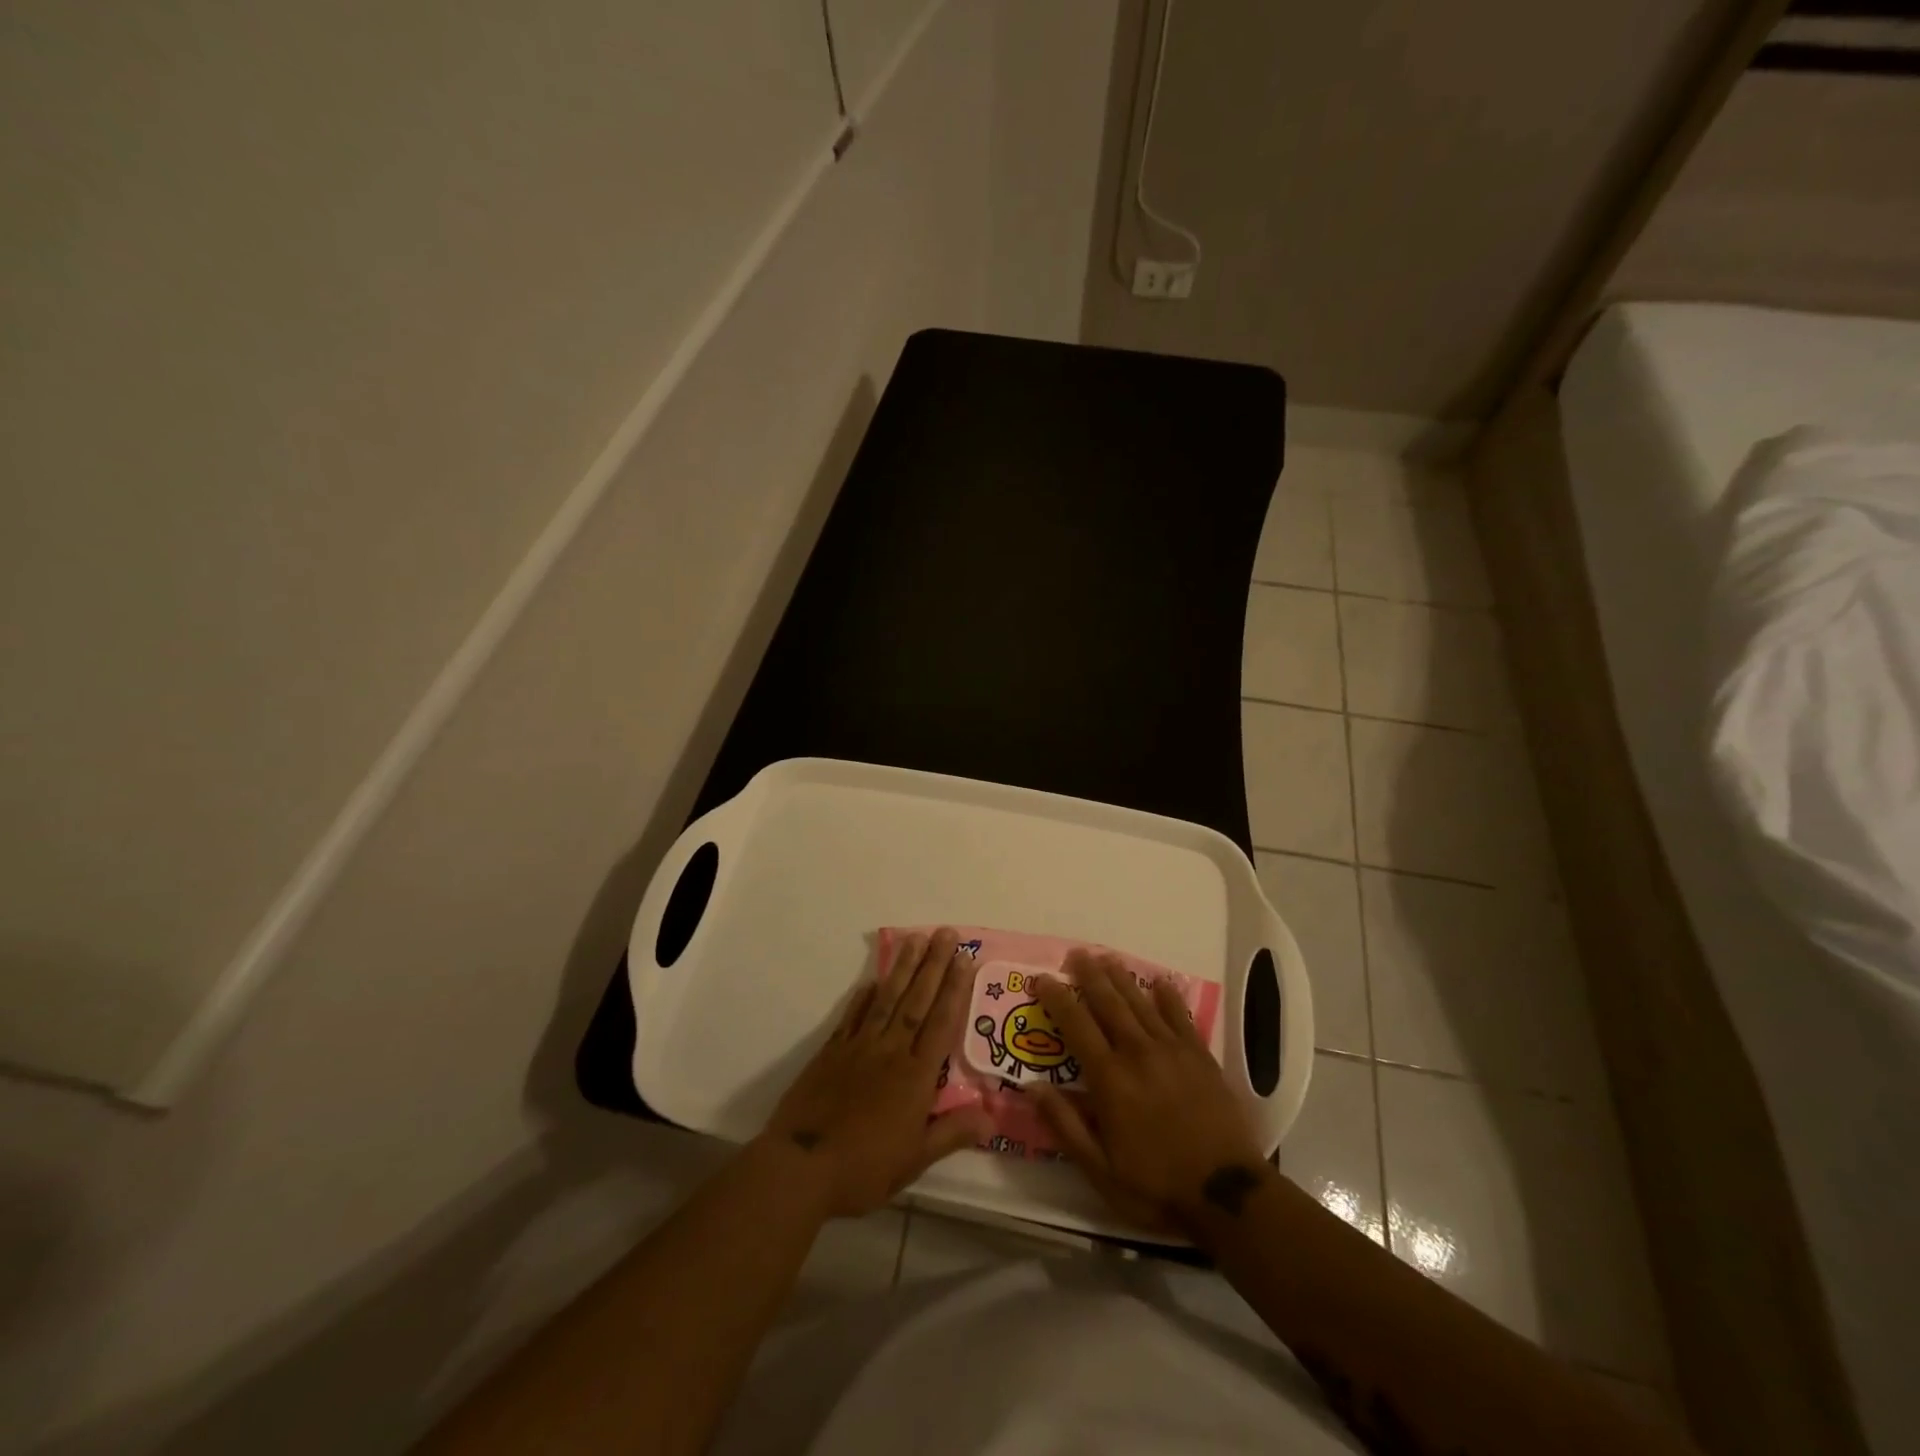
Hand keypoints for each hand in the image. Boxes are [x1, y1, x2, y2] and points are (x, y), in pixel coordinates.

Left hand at [760, 928, 990, 1217]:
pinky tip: (872, 980)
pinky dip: (863, 997)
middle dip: (934, 965)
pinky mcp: (832, 1051)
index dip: (955, 989)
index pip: (941, 1022)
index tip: (965, 958)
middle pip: (917, 1001)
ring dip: (903, 969)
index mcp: (916, 1076)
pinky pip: (852, 1017)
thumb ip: (953, 1133)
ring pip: (887, 1000)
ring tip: (915, 940)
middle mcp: (891, 1051)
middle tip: (945, 933)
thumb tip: (992, 1115)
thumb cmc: (864, 1168)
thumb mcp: (915, 1159)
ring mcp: (859, 1047)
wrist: (801, 1167)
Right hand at [1031, 951, 1269, 1231]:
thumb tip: (1031, 1087)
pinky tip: (1160, 982)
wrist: (1227, 1194)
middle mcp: (1138, 1053)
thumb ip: (1065, 1125)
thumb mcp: (1100, 1170)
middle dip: (1090, 976)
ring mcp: (1172, 1051)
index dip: (1057, 998)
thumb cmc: (1156, 1186)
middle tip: (1077, 954)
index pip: (1076, 1025)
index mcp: (1110, 1079)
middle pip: (1109, 1003)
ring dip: (1121, 978)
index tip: (1042, 978)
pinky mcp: (1200, 1056)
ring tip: (1107, 958)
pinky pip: (1180, 1016)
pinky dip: (1168, 996)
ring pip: (1141, 1003)